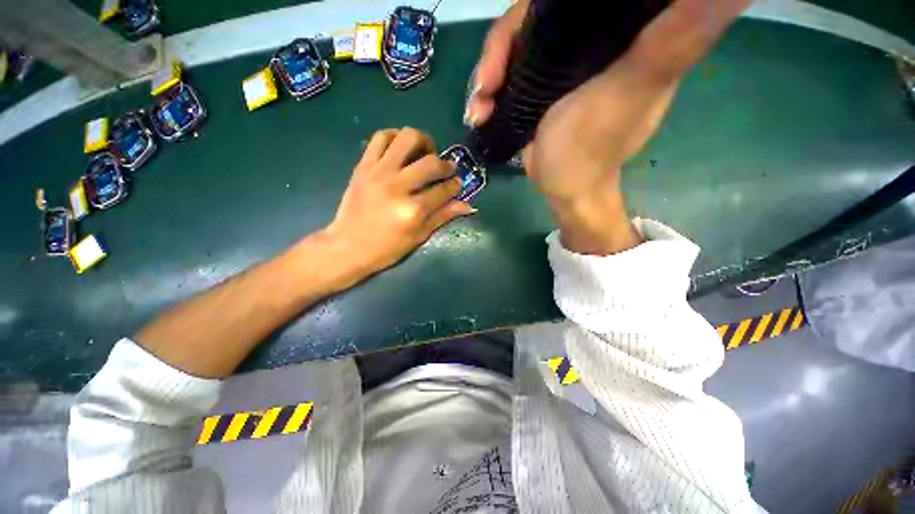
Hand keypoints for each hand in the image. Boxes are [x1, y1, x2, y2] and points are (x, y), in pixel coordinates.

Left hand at [324, 128, 473, 273]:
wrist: (348, 247)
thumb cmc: (387, 248)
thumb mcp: (419, 237)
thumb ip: (443, 217)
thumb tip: (468, 206)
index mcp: (413, 210)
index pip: (443, 190)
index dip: (455, 186)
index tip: (457, 184)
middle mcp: (397, 187)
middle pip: (430, 163)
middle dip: (446, 165)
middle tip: (446, 169)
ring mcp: (378, 173)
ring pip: (407, 138)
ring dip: (423, 142)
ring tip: (426, 153)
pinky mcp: (363, 166)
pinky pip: (381, 138)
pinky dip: (395, 137)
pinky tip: (402, 148)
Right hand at [467, 0, 748, 253]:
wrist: (562, 187)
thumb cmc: (591, 148)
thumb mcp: (631, 90)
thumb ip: (675, 37)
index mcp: (623, 30)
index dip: (548, 2)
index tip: (529, 23)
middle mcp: (591, 37)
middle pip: (537, 12)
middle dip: (503, 43)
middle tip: (487, 83)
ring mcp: (557, 61)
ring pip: (515, 42)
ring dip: (489, 70)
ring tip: (479, 105)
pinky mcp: (536, 83)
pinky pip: (506, 69)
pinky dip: (487, 88)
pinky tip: (478, 110)